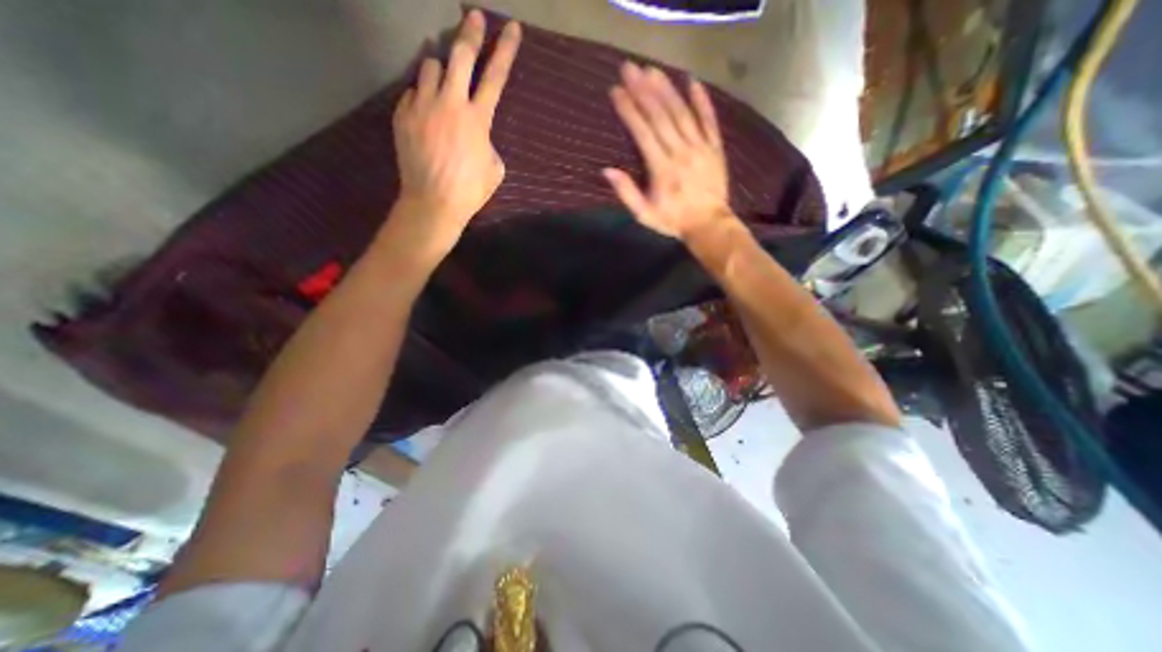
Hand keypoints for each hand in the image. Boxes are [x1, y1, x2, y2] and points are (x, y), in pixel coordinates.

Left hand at [390, 10, 521, 254]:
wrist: (433, 202)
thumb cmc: (471, 190)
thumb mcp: (495, 168)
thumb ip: (488, 141)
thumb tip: (478, 131)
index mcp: (478, 118)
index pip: (495, 76)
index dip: (506, 50)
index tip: (513, 28)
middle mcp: (450, 102)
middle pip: (460, 55)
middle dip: (471, 32)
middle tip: (475, 17)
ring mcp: (422, 105)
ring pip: (430, 65)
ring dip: (440, 69)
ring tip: (443, 81)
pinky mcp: (403, 114)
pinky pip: (413, 92)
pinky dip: (422, 96)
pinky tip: (426, 113)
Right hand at [610, 63, 733, 245]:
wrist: (708, 224)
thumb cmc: (673, 220)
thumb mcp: (644, 214)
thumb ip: (627, 192)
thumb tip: (607, 170)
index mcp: (662, 168)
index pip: (642, 133)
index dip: (629, 110)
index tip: (616, 91)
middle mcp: (680, 152)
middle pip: (660, 116)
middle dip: (643, 91)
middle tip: (630, 68)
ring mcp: (700, 147)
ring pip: (682, 113)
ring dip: (666, 90)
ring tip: (652, 70)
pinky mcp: (715, 147)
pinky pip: (709, 120)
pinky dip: (702, 100)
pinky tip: (693, 82)